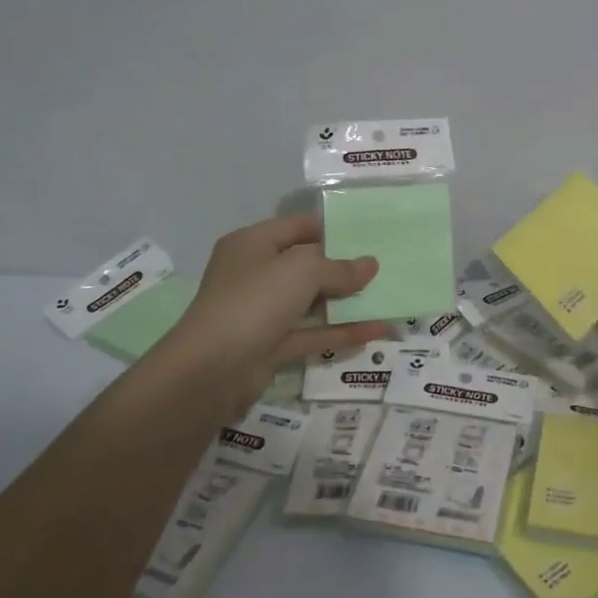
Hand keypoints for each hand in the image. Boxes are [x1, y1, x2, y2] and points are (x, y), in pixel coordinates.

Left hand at [154, 214, 389, 408]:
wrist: (209, 371)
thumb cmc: (255, 300)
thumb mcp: (303, 271)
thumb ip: (340, 268)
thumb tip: (370, 265)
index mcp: (253, 244)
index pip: (298, 227)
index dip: (332, 229)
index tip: (368, 235)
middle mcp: (255, 274)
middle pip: (306, 265)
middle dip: (344, 267)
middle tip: (384, 267)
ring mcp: (261, 313)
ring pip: (311, 302)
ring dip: (347, 302)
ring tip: (388, 297)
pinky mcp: (269, 347)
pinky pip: (312, 334)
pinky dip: (341, 332)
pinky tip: (377, 330)